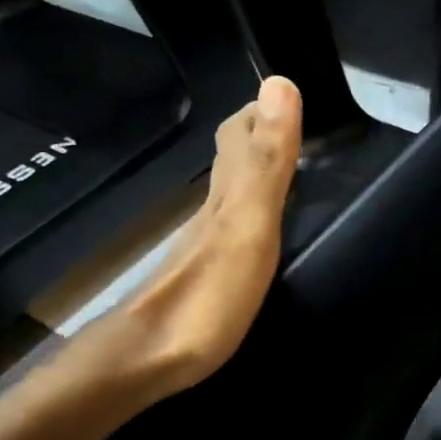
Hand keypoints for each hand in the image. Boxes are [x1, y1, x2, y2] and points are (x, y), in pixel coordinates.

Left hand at [124, 76, 302, 394]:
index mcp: (227, 191)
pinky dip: (247, 209)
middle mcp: (212, 208)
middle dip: (258, 132)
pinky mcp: (203, 275)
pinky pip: (229, 225)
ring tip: (285, 165)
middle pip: (231, 156)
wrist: (147, 357)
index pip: (240, 131)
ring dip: (254, 169)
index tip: (290, 93)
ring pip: (229, 189)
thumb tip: (278, 81)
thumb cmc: (208, 293)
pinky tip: (255, 226)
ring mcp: (203, 244)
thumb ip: (266, 161)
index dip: (261, 108)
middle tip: (293, 125)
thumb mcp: (247, 222)